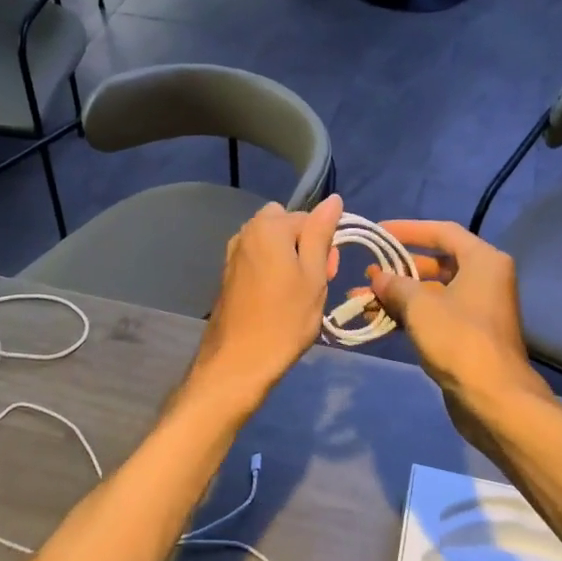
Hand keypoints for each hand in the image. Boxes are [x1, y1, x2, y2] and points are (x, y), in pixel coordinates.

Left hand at [188, 195, 343, 409]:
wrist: (238, 361)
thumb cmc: (284, 319)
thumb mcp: (313, 275)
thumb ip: (321, 233)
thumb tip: (332, 199)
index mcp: (269, 226)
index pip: (309, 218)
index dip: (325, 243)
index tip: (330, 273)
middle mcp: (246, 232)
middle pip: (287, 226)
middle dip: (305, 245)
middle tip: (316, 282)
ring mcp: (234, 253)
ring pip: (273, 243)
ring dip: (289, 259)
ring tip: (299, 294)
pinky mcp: (229, 274)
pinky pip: (259, 259)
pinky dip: (273, 271)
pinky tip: (278, 299)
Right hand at [361, 221, 550, 416]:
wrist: (493, 397)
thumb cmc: (459, 339)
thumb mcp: (420, 306)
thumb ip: (395, 285)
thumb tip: (377, 278)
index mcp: (483, 261)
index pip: (442, 232)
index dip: (408, 229)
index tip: (379, 232)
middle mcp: (485, 279)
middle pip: (436, 262)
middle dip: (398, 269)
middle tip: (367, 273)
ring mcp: (477, 308)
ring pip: (432, 292)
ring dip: (398, 295)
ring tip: (361, 299)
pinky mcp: (468, 334)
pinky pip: (434, 314)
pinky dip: (408, 315)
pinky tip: (378, 320)